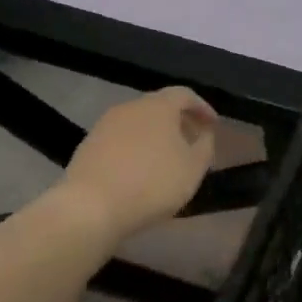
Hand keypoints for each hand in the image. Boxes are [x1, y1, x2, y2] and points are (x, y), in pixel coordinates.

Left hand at [60, 87, 217, 244]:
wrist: (90, 207)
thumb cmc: (152, 183)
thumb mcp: (193, 168)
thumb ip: (205, 146)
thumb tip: (204, 133)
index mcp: (159, 106)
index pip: (185, 94)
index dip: (202, 108)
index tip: (213, 125)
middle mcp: (130, 107)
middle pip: (160, 106)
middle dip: (179, 121)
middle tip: (192, 141)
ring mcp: (105, 125)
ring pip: (138, 122)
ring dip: (156, 135)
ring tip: (167, 158)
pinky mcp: (88, 145)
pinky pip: (121, 139)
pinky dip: (136, 147)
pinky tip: (140, 170)